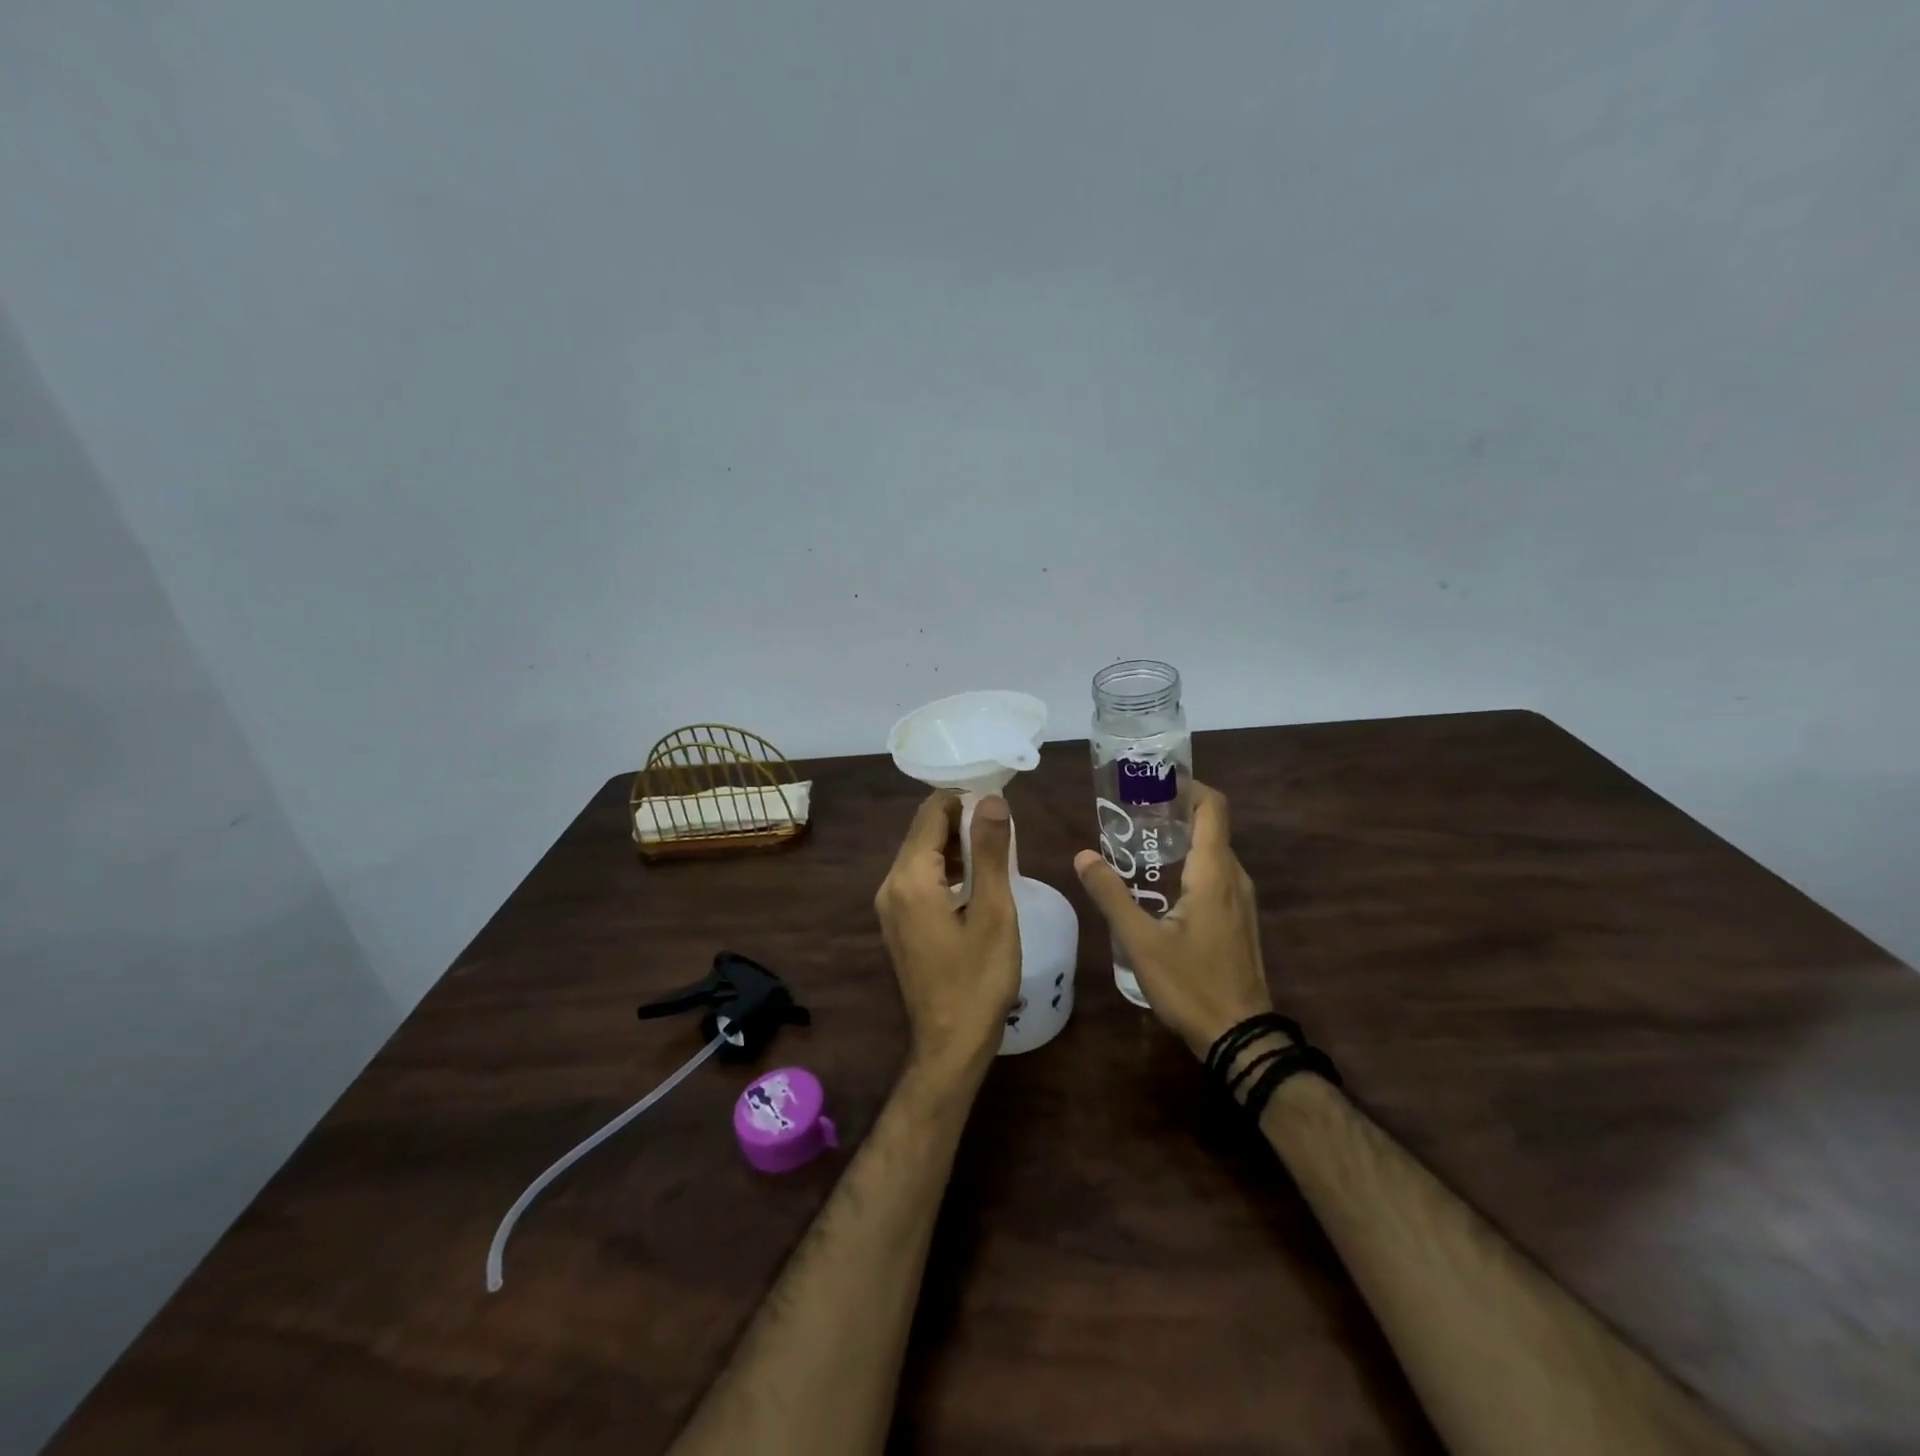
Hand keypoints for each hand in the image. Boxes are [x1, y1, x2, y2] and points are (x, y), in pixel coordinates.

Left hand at [874, 792, 1021, 1081]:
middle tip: (1005, 829)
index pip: (932, 813)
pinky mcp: (897, 921)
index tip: (1001, 805)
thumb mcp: (994, 912)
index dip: (966, 800)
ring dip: (956, 845)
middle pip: (924, 831)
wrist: (950, 1043)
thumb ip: (990, 851)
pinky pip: (920, 878)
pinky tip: (976, 880)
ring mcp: (890, 905)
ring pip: (922, 854)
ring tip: (997, 852)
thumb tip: (991, 800)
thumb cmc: (978, 979)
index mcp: (910, 878)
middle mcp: (891, 884)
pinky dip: (947, 868)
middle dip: (962, 821)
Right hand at [1074, 781, 1273, 1061]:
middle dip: (1173, 812)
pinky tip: (1157, 885)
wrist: (1240, 1038)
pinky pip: (1215, 875)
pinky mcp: (1237, 920)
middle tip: (1130, 814)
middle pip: (1211, 826)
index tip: (1153, 783)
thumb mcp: (1141, 941)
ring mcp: (1240, 900)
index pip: (1213, 807)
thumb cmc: (1191, 984)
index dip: (1188, 786)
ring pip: (1213, 852)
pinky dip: (1188, 864)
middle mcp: (1234, 878)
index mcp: (1214, 873)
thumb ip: (1110, 895)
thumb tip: (1083, 855)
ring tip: (1137, 845)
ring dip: (1180, 840)